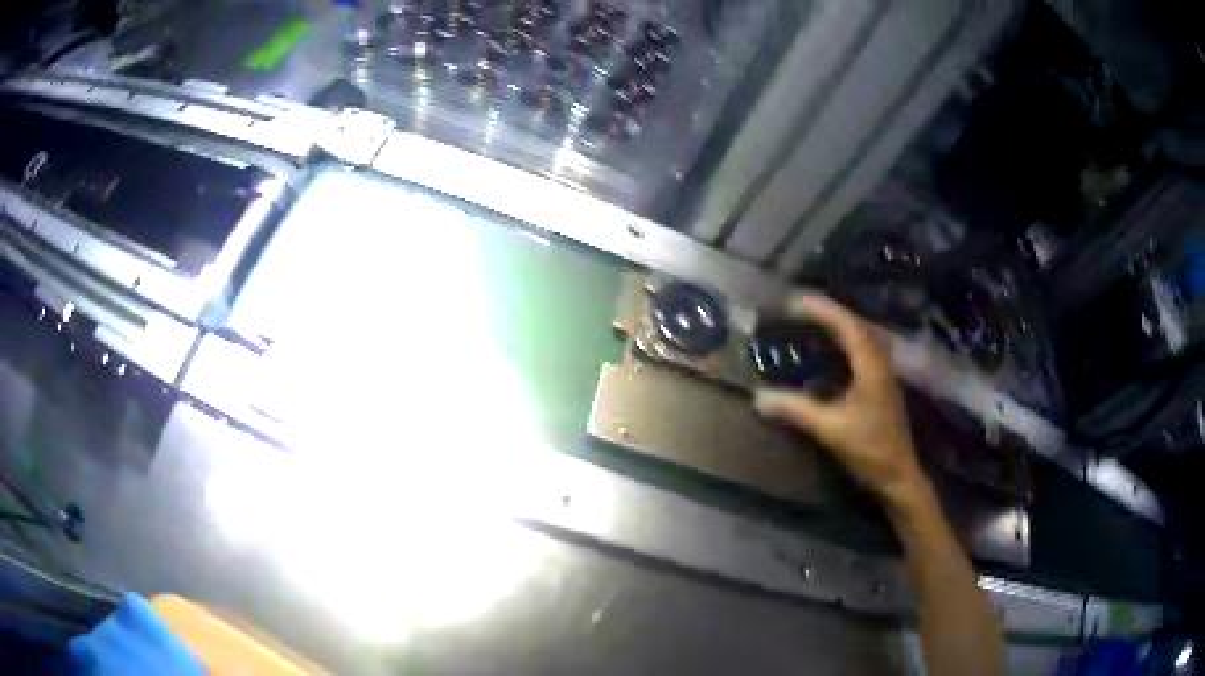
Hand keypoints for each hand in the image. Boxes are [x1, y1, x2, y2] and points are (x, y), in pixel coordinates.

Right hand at [753, 293, 927, 509]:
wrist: (898, 476)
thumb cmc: (869, 450)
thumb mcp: (830, 430)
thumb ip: (796, 411)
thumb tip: (759, 398)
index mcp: (871, 368)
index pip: (848, 327)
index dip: (823, 311)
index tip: (796, 302)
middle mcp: (880, 365)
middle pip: (858, 327)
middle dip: (830, 314)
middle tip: (801, 309)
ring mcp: (884, 377)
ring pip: (862, 340)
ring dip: (839, 328)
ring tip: (814, 325)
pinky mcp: (881, 389)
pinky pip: (862, 355)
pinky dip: (845, 346)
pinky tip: (831, 356)